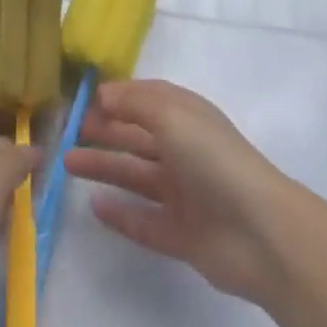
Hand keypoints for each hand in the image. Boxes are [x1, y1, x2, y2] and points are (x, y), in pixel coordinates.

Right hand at [65, 79, 293, 307]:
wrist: (258, 230)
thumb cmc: (211, 157)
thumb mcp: (170, 114)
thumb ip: (133, 102)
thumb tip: (102, 93)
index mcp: (183, 114)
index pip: (144, 98)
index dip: (116, 96)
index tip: (83, 98)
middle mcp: (182, 147)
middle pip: (136, 135)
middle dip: (104, 130)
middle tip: (68, 132)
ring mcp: (182, 192)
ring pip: (135, 175)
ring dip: (104, 167)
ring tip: (68, 163)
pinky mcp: (181, 233)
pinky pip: (144, 221)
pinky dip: (121, 214)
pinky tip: (95, 207)